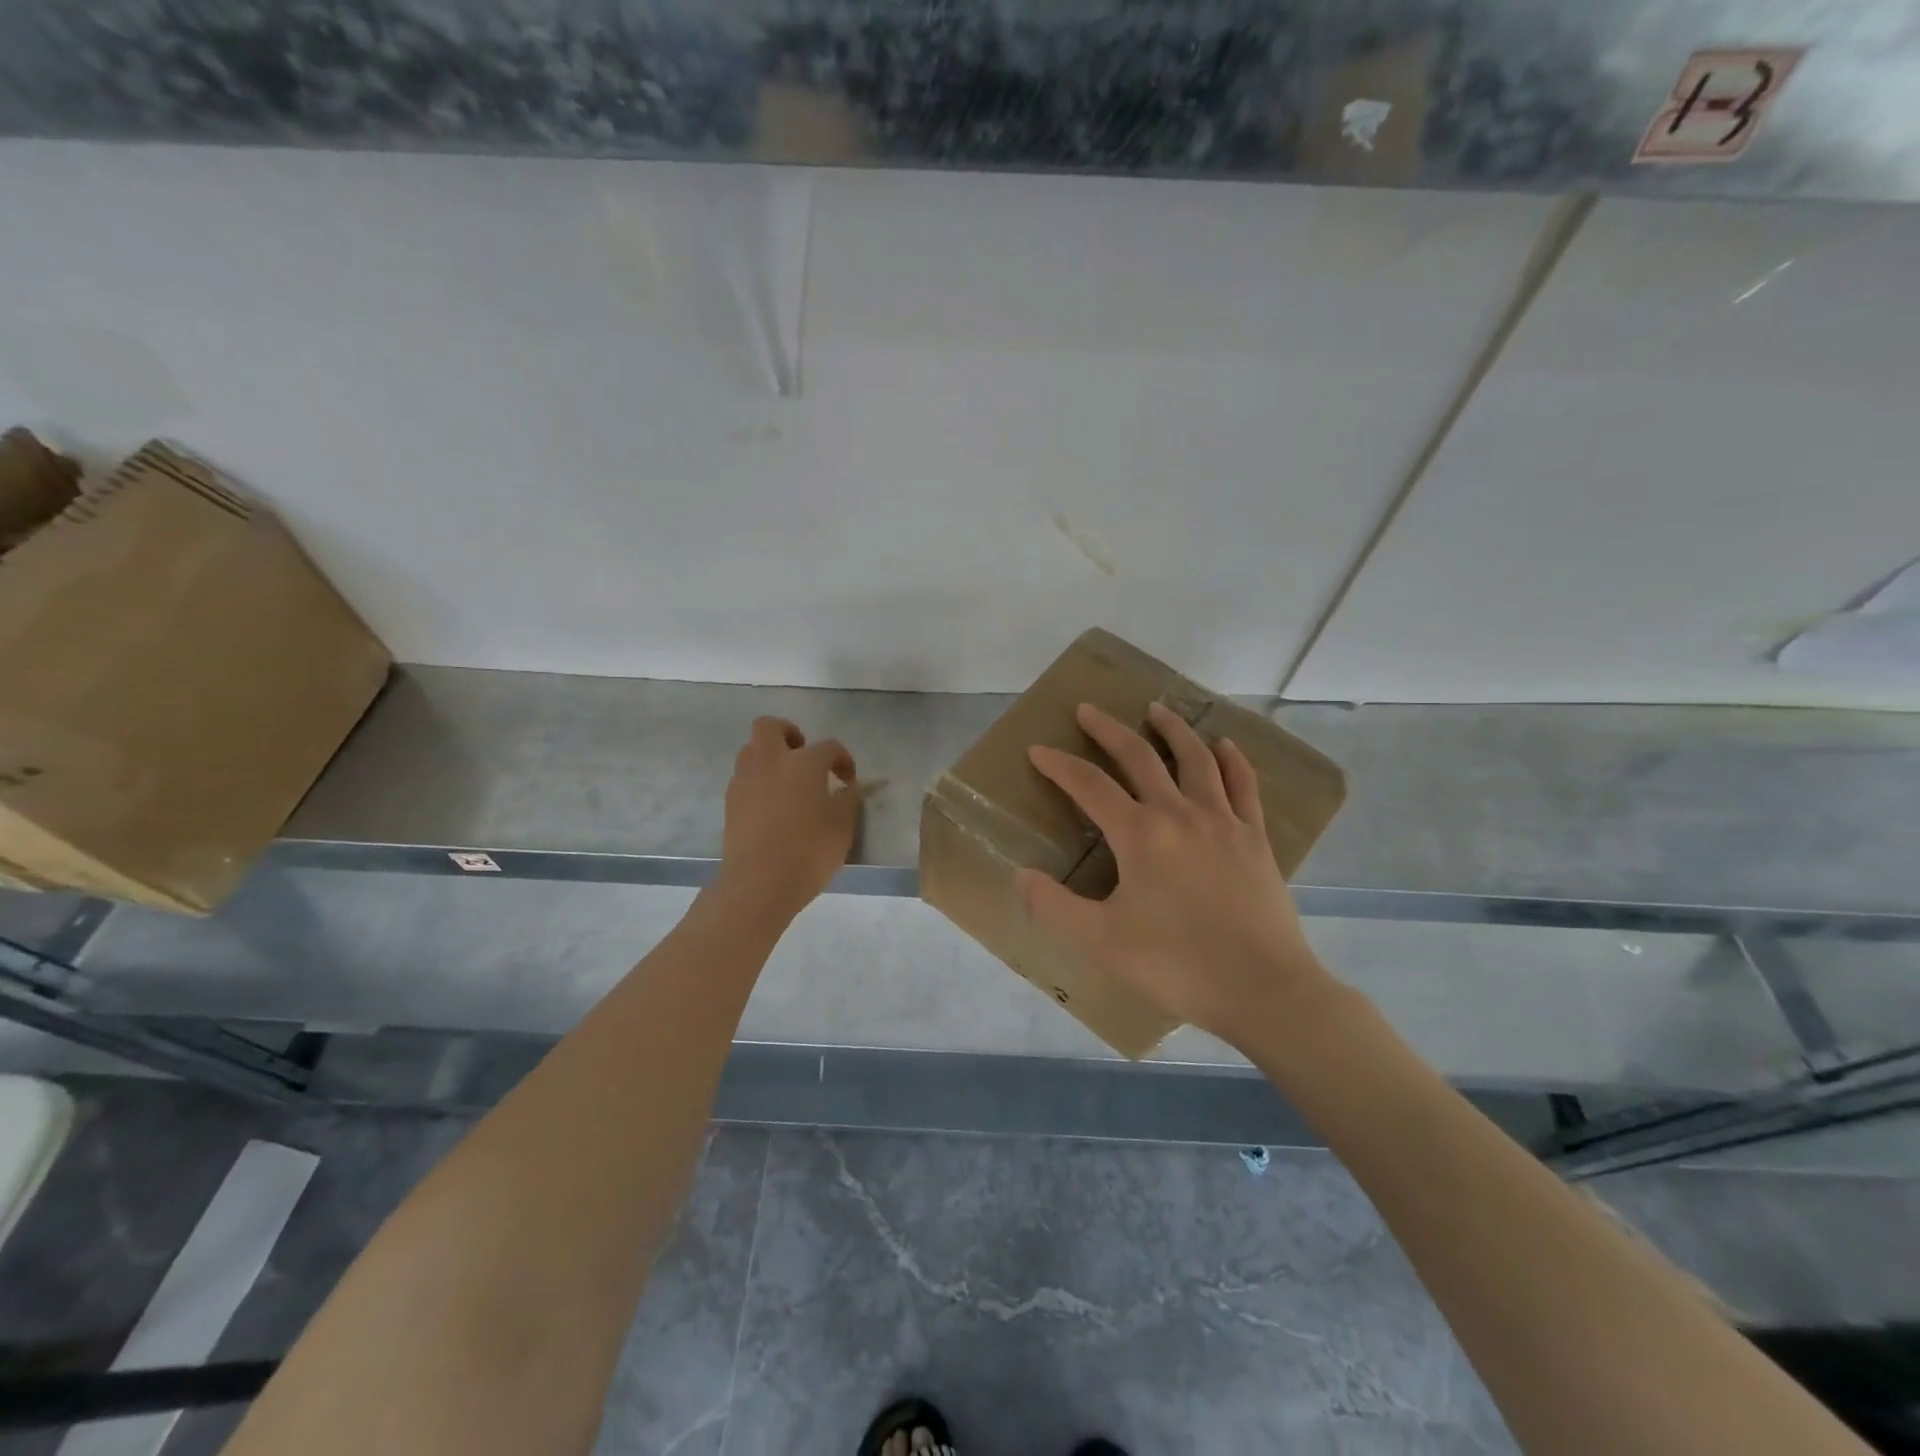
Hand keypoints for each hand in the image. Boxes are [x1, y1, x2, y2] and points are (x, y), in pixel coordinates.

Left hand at [716, 717, 858, 920]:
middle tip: (803, 756)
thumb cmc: (809, 853)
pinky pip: (744, 777)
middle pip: (770, 727)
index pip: (828, 747)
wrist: (759, 884)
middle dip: (788, 733)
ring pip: (751, 750)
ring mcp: (745, 781)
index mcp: (803, 763)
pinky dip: (758, 781)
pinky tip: (771, 804)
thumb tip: (845, 786)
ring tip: (786, 781)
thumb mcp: (843, 827)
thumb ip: (847, 799)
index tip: (847, 779)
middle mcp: (770, 762)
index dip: (842, 759)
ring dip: (769, 756)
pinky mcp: (730, 802)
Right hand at [1018, 701, 1336, 1050]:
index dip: (1059, 765)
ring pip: (1196, 759)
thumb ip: (1053, 907)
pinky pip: (1243, 786)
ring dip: (1172, 730)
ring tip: (1156, 708)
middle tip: (1088, 709)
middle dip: (1109, 730)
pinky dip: (1233, 760)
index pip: (1089, 785)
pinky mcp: (1255, 839)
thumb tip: (1020, 875)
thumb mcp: (1101, 942)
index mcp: (1140, 835)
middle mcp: (1180, 814)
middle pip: (1140, 758)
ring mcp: (1223, 822)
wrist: (1263, 989)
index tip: (1038, 750)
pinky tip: (1225, 745)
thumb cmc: (1176, 964)